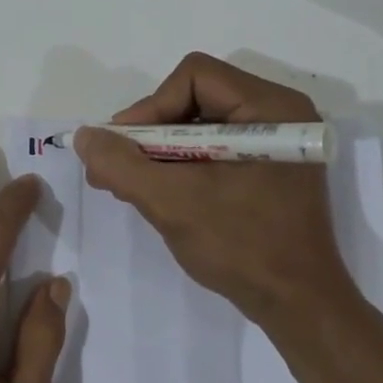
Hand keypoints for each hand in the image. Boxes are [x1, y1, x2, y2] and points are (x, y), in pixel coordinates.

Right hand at [73, 53, 364, 325]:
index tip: (125, 149)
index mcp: (271, 108)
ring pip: (200, 125)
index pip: (194, 77)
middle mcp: (279, 114)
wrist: (298, 306)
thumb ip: (122, 164)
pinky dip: (181, 166)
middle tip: (120, 170)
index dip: (151, 107)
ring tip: (132, 186)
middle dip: (151, 133)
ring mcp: (276, 143)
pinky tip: (159, 194)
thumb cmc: (242, 246)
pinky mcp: (269, 168)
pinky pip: (214, 149)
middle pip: (195, 98)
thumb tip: (85, 136)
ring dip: (161, 153)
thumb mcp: (173, 202)